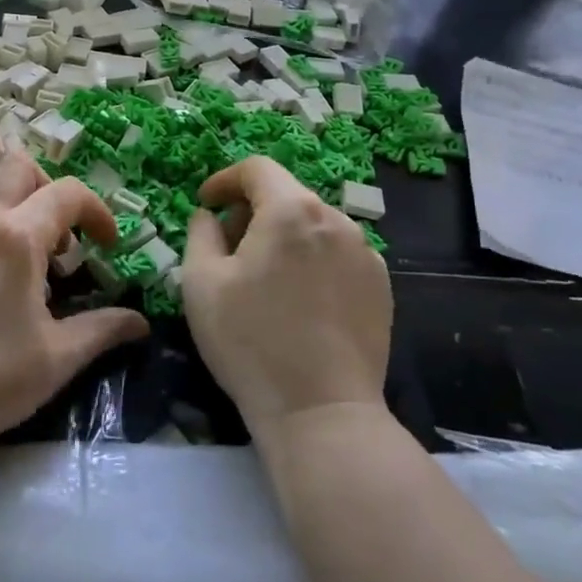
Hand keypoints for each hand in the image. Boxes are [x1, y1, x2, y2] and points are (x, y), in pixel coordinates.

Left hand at [0, 151, 149, 459]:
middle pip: (20, 166)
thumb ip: (102, 329)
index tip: (108, 246)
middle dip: (51, 189)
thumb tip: (141, 322)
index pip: (67, 193)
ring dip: (15, 197)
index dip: (98, 212)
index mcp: (16, 236)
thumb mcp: (56, 359)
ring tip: (26, 247)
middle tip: (62, 236)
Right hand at [181, 156, 391, 435]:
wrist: (321, 412)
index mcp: (291, 210)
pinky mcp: (381, 286)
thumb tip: (211, 215)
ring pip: (313, 225)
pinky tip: (299, 301)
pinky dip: (311, 259)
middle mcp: (336, 220)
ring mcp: (366, 253)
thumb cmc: (250, 341)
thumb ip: (200, 232)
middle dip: (251, 211)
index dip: (225, 180)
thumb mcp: (201, 282)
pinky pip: (337, 254)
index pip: (256, 169)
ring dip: (283, 236)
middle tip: (227, 248)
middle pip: (286, 195)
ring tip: (264, 278)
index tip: (205, 204)